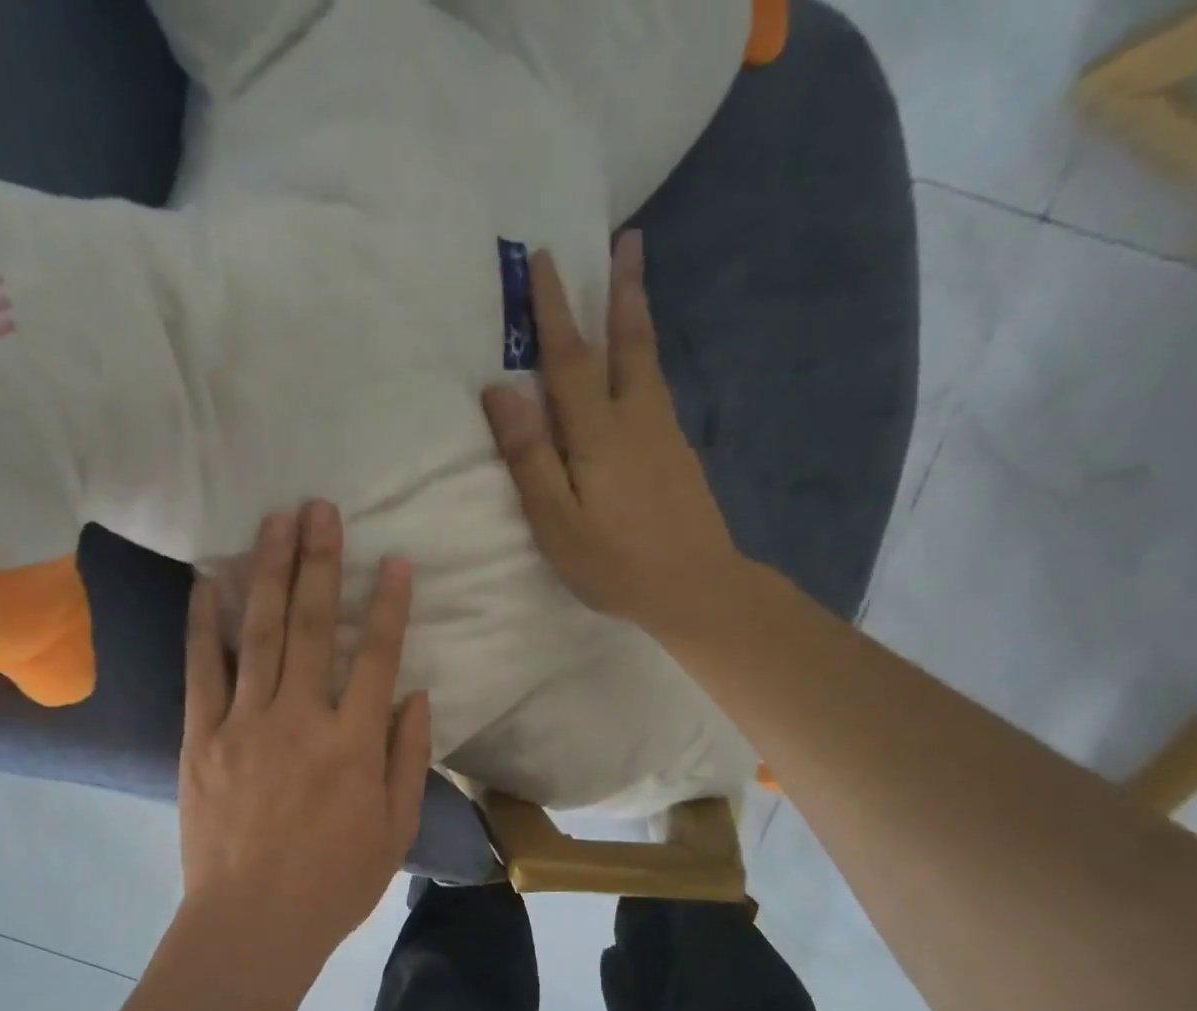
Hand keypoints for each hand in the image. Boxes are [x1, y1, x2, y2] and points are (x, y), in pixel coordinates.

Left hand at [178, 501, 431, 984]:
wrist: (251, 923)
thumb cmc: (334, 881)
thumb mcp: (395, 828)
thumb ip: (408, 756)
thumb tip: (415, 694)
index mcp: (353, 743)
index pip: (375, 656)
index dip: (387, 604)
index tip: (393, 559)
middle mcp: (299, 718)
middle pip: (310, 625)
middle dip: (320, 562)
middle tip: (321, 508)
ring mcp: (244, 723)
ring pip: (257, 633)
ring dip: (267, 572)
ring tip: (275, 521)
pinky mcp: (200, 737)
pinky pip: (201, 670)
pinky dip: (203, 624)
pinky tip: (207, 582)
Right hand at [482, 231, 748, 643]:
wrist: (696, 586)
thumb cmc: (615, 562)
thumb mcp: (557, 521)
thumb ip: (529, 457)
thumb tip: (500, 389)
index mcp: (598, 431)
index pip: (569, 357)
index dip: (553, 310)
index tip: (542, 261)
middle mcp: (636, 417)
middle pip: (627, 341)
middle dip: (620, 289)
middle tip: (627, 238)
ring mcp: (663, 432)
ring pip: (646, 360)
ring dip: (637, 314)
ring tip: (634, 278)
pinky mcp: (677, 452)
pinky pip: (655, 385)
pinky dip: (644, 356)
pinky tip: (640, 363)